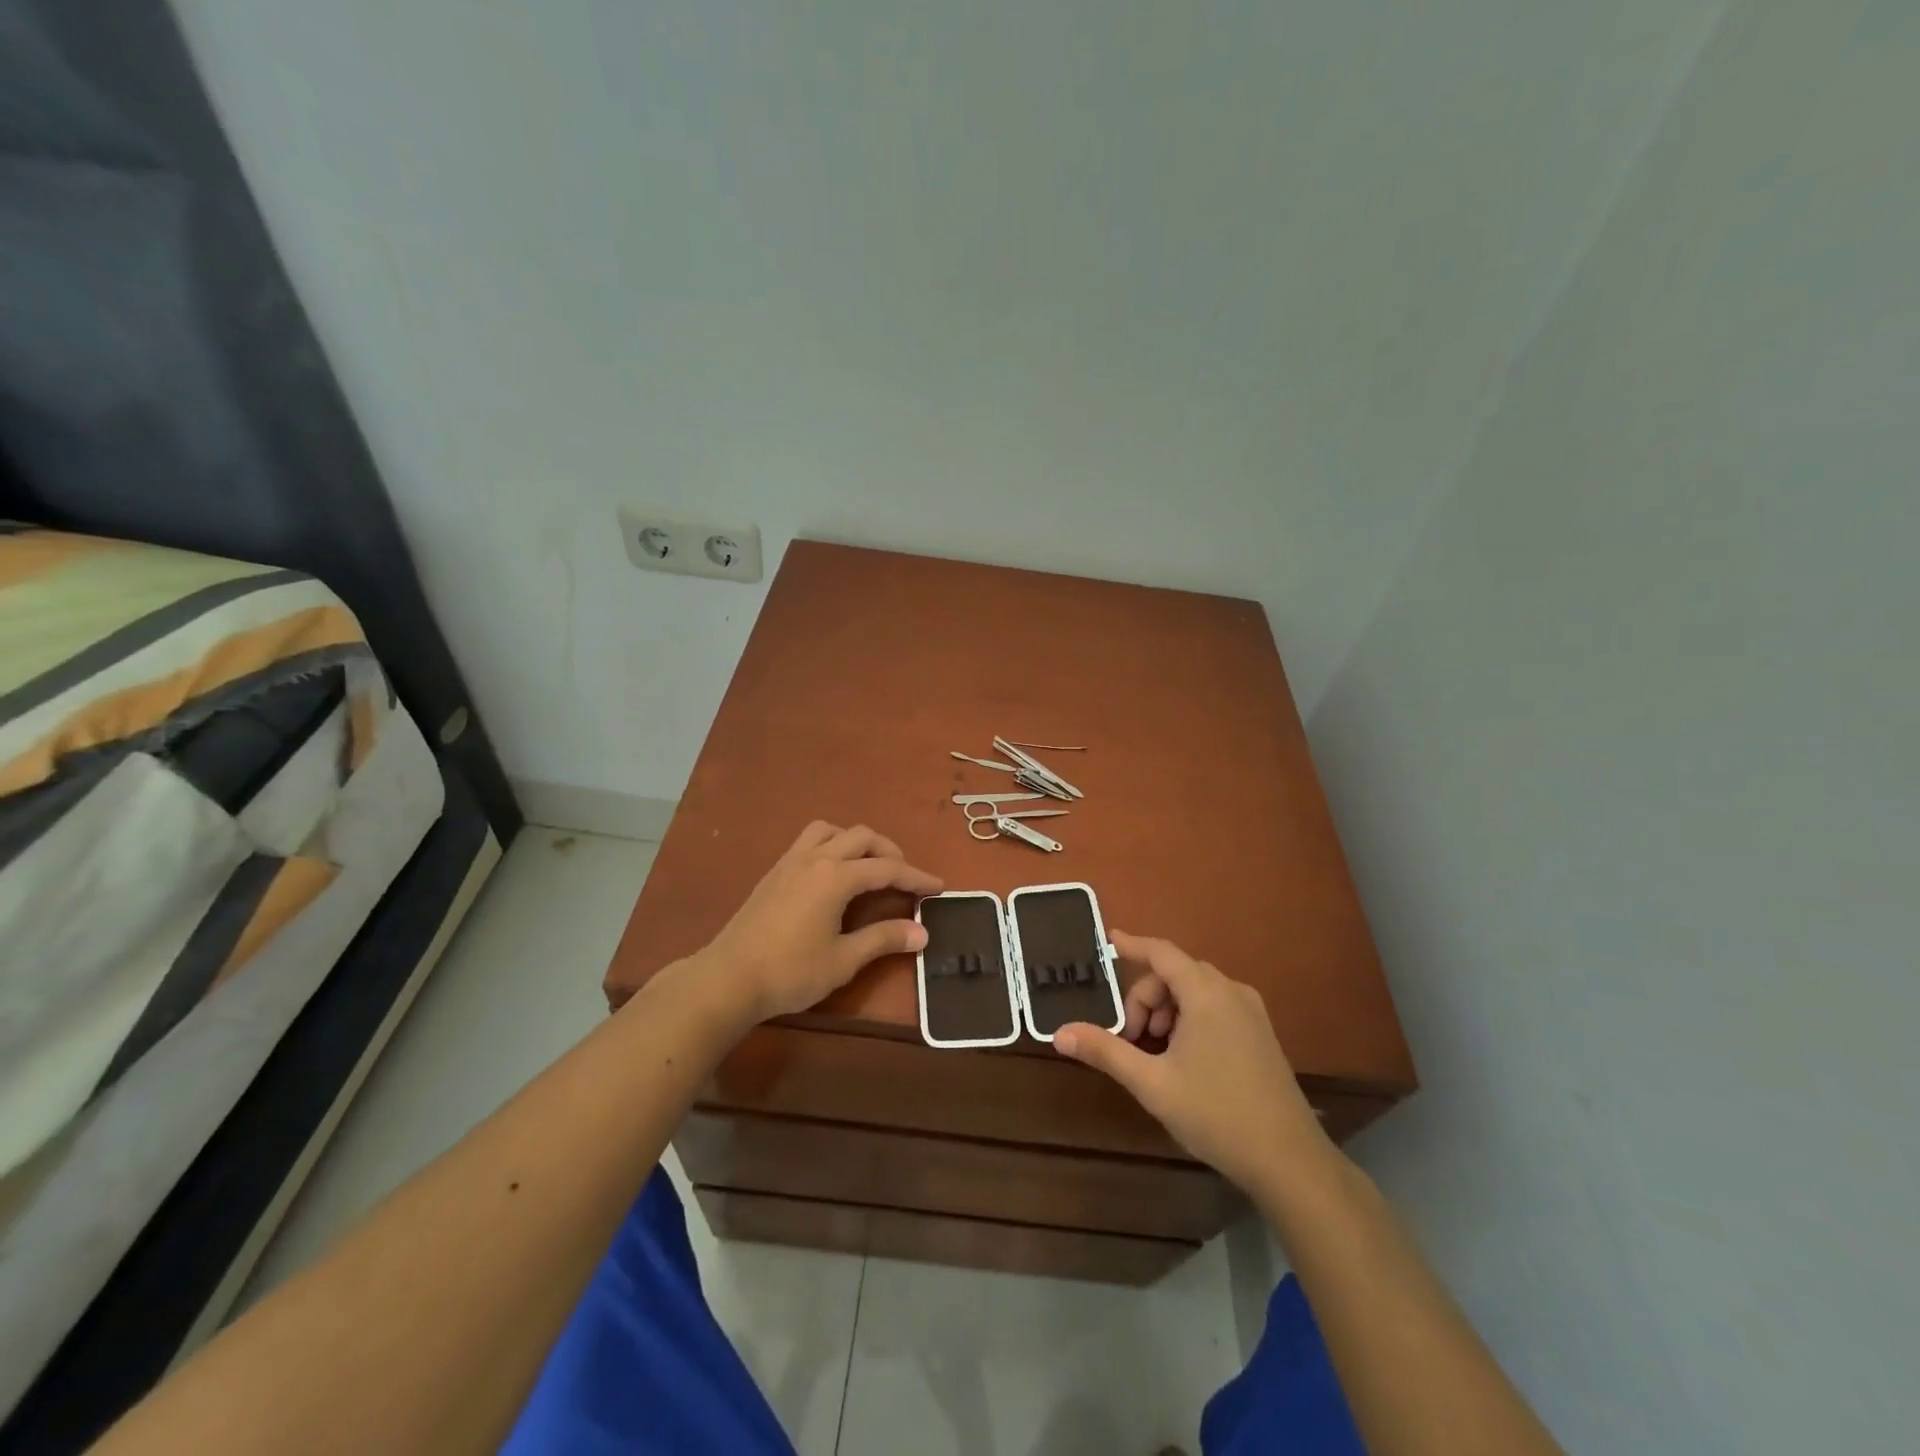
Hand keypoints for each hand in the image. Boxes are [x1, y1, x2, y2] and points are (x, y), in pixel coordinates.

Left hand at [696, 822, 942, 1023]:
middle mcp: (815, 858)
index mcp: (836, 877)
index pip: (887, 869)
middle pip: (862, 837)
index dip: (916, 877)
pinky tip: (832, 875)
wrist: (728, 978)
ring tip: (867, 867)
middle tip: (904, 878)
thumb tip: (922, 932)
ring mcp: (790, 862)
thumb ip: (883, 939)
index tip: (938, 887)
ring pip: (831, 830)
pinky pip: (809, 841)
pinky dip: (832, 846)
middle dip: (889, 852)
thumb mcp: (844, 959)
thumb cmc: (790, 971)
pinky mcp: (774, 872)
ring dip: (856, 841)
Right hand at [1055, 931, 1331, 1199]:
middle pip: (1175, 974)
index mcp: (1206, 993)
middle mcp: (1232, 992)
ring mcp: (1251, 1013)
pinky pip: (1215, 1007)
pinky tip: (1182, 1058)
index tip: (1108, 940)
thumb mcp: (1152, 1083)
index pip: (1161, 953)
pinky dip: (1189, 1018)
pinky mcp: (1261, 1034)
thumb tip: (1060, 1033)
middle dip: (1145, 998)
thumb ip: (1106, 1051)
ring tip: (1154, 1052)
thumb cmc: (1216, 1114)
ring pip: (1195, 991)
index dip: (1132, 945)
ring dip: (1166, 1011)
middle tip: (1130, 1038)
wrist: (1289, 1161)